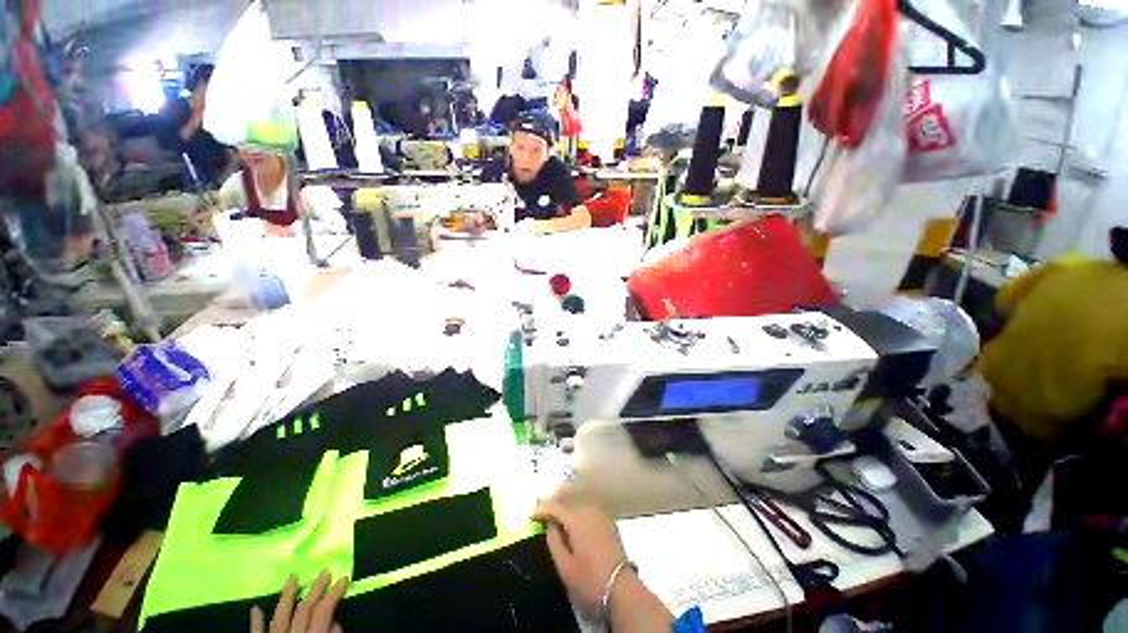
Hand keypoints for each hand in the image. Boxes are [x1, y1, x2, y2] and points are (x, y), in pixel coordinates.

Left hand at [250, 572, 347, 632]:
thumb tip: (335, 621)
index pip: (324, 611)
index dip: (334, 594)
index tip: (344, 578)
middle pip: (303, 609)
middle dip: (315, 589)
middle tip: (324, 571)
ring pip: (280, 616)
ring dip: (287, 596)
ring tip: (293, 577)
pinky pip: (257, 632)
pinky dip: (256, 620)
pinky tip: (255, 608)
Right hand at [532, 496, 626, 616]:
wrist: (621, 590)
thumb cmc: (589, 581)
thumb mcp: (564, 566)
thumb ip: (554, 541)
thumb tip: (550, 524)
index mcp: (577, 519)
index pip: (555, 506)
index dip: (541, 509)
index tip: (531, 517)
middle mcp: (589, 510)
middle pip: (568, 498)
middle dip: (554, 503)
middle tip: (542, 513)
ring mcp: (601, 514)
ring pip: (579, 501)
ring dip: (566, 505)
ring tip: (555, 516)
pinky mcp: (608, 521)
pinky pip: (588, 508)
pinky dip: (578, 509)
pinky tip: (573, 520)